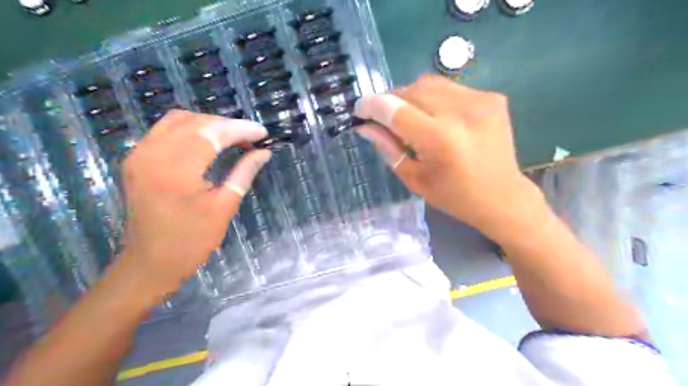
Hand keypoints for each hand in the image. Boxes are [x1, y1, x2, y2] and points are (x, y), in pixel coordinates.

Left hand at [115, 111, 269, 296]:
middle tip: (251, 138)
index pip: (212, 134)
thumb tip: (264, 153)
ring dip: (209, 124)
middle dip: (227, 125)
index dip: (241, 129)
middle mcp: (152, 153)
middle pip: (195, 122)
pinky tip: (207, 141)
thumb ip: (244, 173)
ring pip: (178, 120)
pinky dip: (190, 129)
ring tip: (232, 138)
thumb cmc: (192, 240)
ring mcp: (140, 154)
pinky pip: (165, 130)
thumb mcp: (225, 206)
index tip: (263, 133)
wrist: (150, 262)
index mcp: (176, 169)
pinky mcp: (137, 159)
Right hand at [354, 74, 542, 241]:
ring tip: (409, 117)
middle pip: (411, 90)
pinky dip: (434, 98)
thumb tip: (365, 126)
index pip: (395, 109)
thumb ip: (388, 147)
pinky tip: (436, 117)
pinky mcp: (492, 97)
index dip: (371, 105)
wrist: (502, 196)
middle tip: (384, 118)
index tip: (359, 109)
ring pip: (429, 83)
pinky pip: (450, 88)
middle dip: (390, 101)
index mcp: (440, 140)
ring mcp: (481, 101)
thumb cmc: (454, 197)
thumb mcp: (414, 178)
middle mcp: (461, 113)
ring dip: (411, 97)